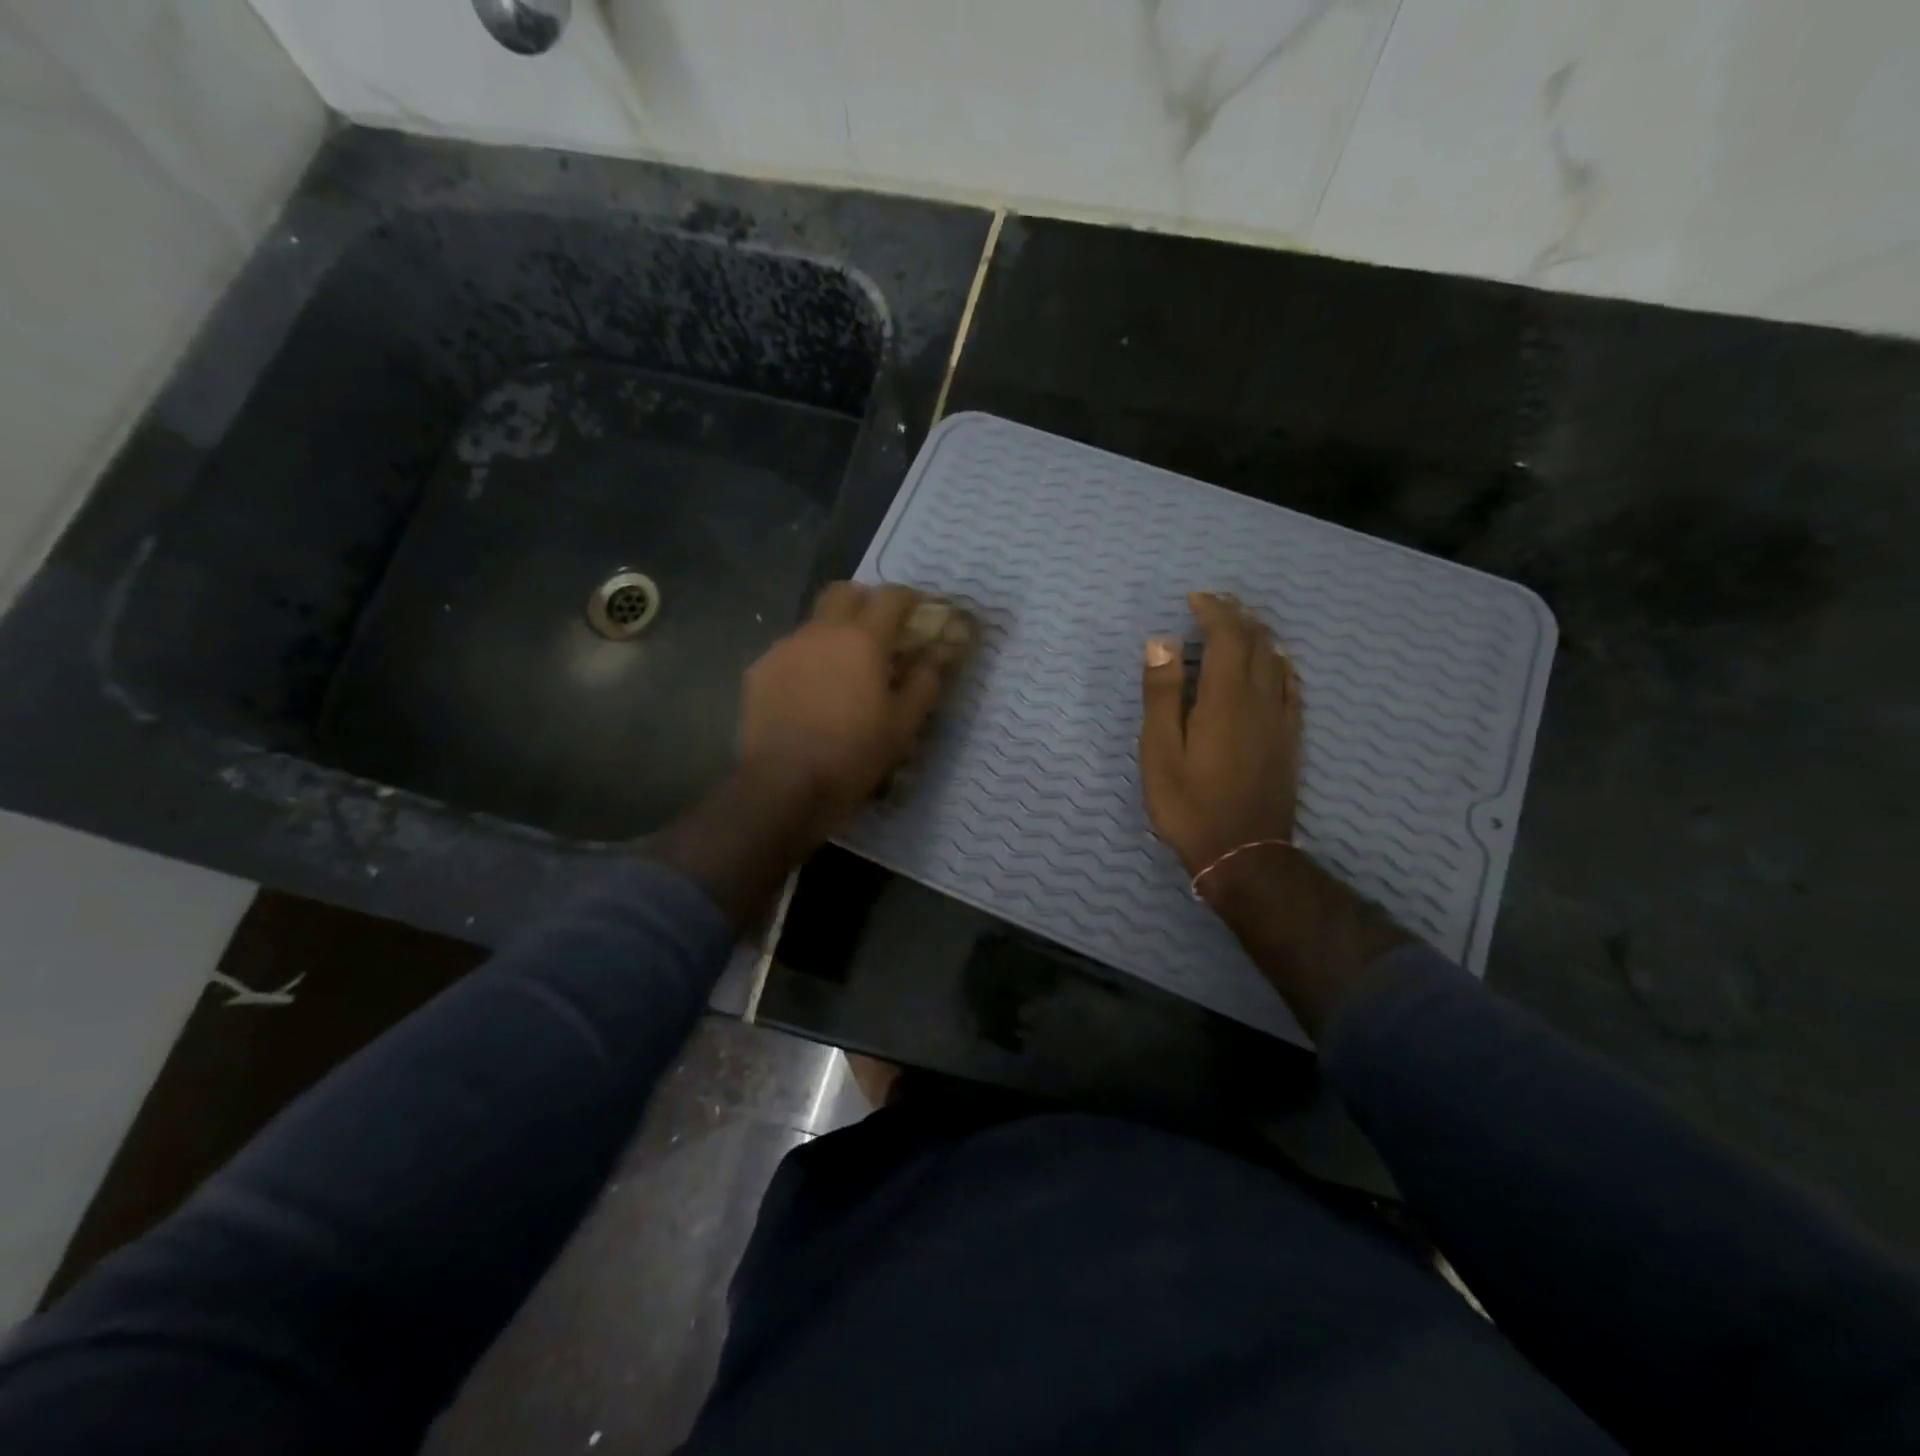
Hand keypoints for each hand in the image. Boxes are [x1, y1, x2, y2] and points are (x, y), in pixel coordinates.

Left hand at [737, 581, 969, 839]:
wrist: (784, 785)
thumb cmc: (854, 755)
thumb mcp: (904, 724)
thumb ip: (925, 681)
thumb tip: (936, 653)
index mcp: (862, 639)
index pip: (891, 596)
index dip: (909, 600)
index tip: (917, 615)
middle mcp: (820, 631)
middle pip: (844, 592)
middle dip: (865, 602)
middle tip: (878, 632)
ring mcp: (784, 647)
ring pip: (814, 622)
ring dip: (833, 632)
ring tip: (841, 670)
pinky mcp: (759, 670)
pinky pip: (790, 651)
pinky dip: (807, 660)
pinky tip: (810, 693)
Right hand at [1139, 592, 1301, 877]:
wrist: (1243, 852)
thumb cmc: (1189, 804)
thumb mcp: (1160, 751)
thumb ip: (1162, 695)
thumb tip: (1161, 642)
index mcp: (1225, 698)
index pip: (1226, 637)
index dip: (1213, 612)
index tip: (1194, 600)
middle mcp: (1260, 699)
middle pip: (1256, 642)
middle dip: (1236, 616)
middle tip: (1213, 604)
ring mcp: (1281, 718)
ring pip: (1276, 660)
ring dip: (1257, 634)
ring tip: (1237, 625)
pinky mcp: (1290, 738)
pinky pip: (1292, 686)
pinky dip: (1279, 663)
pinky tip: (1272, 664)